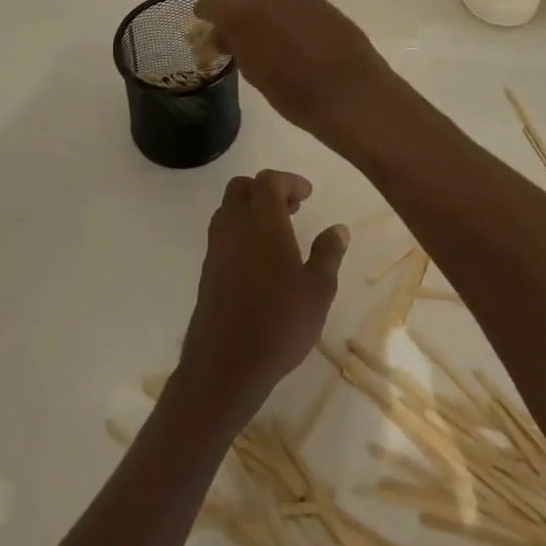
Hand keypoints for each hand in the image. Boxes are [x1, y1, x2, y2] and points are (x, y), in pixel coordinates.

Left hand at [174, 170, 347, 430]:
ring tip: (276, 232)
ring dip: (250, 208)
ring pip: (228, 208)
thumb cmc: (279, 323)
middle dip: (266, 189)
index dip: (289, 181)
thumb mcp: (318, 290)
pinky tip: (258, 259)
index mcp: (263, 221)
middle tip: (291, 208)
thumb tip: (338, 228)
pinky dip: (239, 230)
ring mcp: (217, 247)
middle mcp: (235, 225)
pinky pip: (222, 233)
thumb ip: (328, 253)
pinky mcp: (207, 270)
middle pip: (242, 187)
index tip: (307, 195)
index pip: (269, 180)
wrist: (225, 365)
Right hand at [194, 0, 396, 135]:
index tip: (207, 33)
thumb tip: (221, 34)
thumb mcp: (250, 69)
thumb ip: (231, 42)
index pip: (209, 3)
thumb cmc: (291, 89)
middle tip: (228, 25)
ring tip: (255, 24)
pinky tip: (280, 23)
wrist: (348, 90)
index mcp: (237, 4)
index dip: (206, 19)